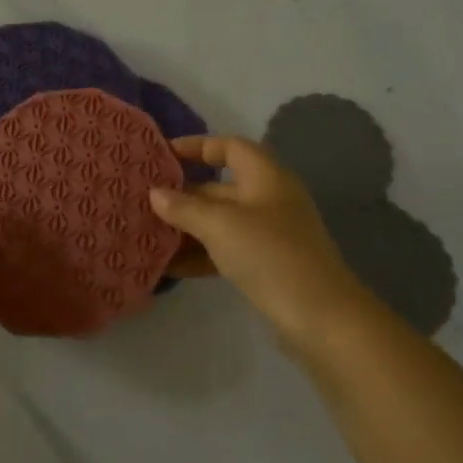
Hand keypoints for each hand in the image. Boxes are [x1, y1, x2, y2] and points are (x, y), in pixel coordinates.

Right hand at [150, 136, 370, 345]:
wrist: (320, 316)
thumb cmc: (269, 254)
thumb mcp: (220, 225)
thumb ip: (184, 207)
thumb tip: (155, 193)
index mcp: (266, 176)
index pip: (229, 147)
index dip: (196, 146)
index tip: (162, 155)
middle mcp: (268, 199)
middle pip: (219, 187)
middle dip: (182, 195)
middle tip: (142, 202)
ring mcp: (269, 234)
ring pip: (219, 223)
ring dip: (186, 228)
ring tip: (147, 235)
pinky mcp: (266, 265)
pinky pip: (225, 251)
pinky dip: (199, 255)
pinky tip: (168, 267)